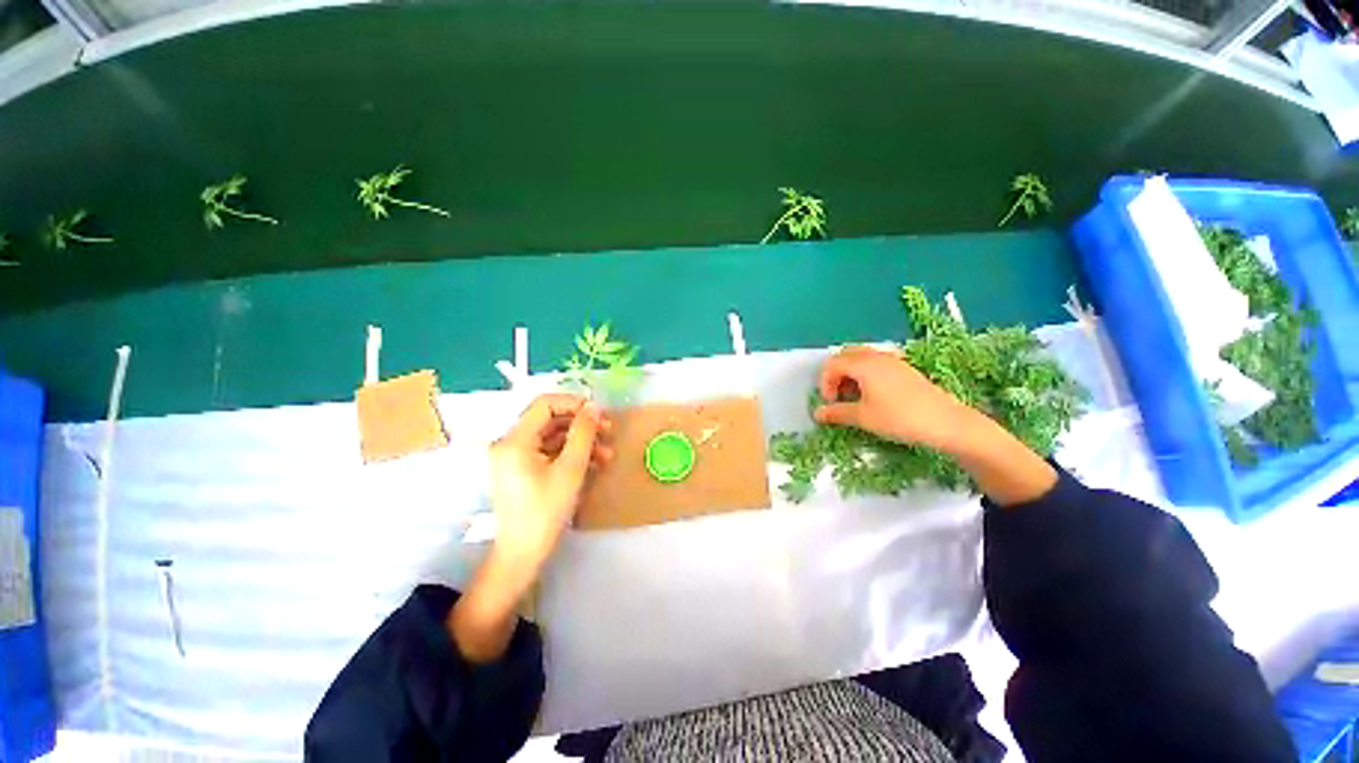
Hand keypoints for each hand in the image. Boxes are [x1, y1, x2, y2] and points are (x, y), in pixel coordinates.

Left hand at [488, 393, 610, 571]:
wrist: (522, 554)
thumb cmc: (545, 511)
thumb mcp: (571, 469)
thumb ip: (583, 433)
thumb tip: (593, 406)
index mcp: (515, 440)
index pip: (544, 405)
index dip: (573, 403)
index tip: (598, 413)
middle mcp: (511, 443)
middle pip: (550, 420)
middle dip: (581, 424)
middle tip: (608, 431)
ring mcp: (515, 458)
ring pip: (552, 437)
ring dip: (580, 441)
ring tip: (607, 452)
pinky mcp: (522, 470)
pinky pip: (548, 452)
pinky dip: (570, 454)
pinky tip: (594, 462)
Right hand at [814, 346, 975, 450]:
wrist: (947, 423)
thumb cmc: (899, 418)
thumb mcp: (863, 417)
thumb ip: (836, 413)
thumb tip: (817, 413)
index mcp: (863, 364)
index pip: (831, 364)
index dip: (825, 382)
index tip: (830, 403)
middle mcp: (876, 356)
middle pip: (845, 355)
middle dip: (836, 374)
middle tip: (838, 396)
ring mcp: (893, 360)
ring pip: (861, 358)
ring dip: (851, 373)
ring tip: (854, 396)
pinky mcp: (905, 369)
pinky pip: (877, 363)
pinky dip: (866, 374)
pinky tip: (873, 395)